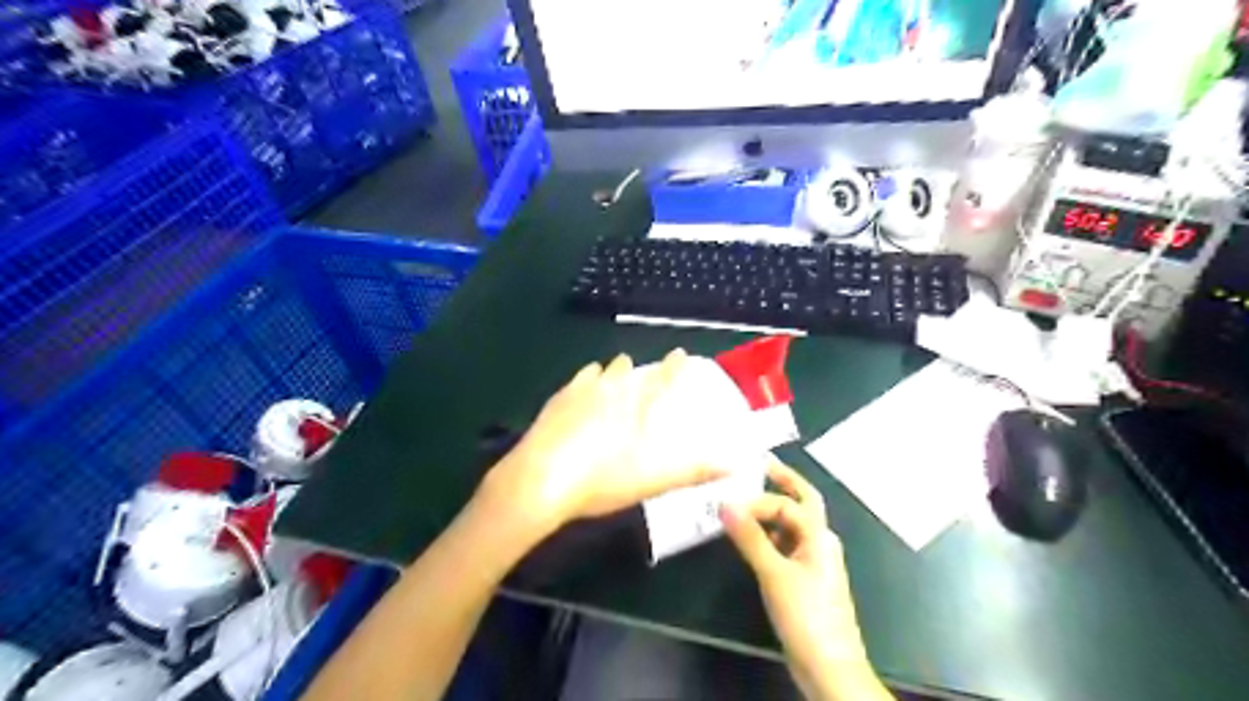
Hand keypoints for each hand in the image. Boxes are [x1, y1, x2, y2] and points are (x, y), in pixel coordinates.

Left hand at [481, 351, 734, 537]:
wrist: (540, 480)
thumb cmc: (602, 479)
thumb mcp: (654, 480)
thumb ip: (695, 470)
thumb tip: (735, 462)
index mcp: (635, 406)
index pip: (662, 379)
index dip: (674, 366)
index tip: (680, 352)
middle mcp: (610, 390)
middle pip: (627, 370)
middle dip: (636, 367)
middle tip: (638, 368)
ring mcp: (579, 392)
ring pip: (600, 371)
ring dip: (610, 370)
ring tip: (613, 370)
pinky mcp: (556, 401)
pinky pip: (576, 381)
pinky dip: (585, 378)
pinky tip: (582, 384)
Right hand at [718, 461, 880, 700]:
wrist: (829, 667)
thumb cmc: (807, 615)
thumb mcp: (774, 573)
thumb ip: (750, 537)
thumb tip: (725, 503)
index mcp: (818, 536)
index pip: (786, 504)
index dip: (758, 500)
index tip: (728, 503)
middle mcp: (819, 543)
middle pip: (799, 505)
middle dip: (782, 483)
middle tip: (760, 464)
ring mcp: (812, 562)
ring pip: (790, 526)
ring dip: (769, 513)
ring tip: (742, 504)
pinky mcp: (803, 580)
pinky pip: (784, 546)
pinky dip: (767, 537)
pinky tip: (748, 541)